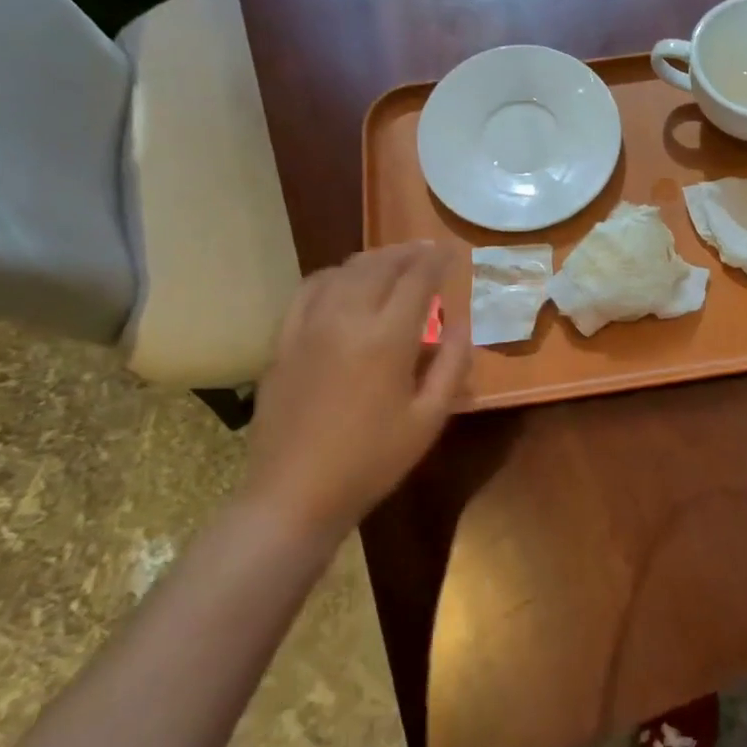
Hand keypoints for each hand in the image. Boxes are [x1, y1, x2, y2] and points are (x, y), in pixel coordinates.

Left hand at [242, 242, 468, 542]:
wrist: (293, 495)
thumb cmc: (371, 462)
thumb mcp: (428, 419)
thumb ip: (453, 364)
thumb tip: (463, 322)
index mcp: (387, 339)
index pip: (418, 279)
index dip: (438, 260)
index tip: (452, 250)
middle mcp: (347, 318)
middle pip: (380, 265)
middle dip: (408, 252)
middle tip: (427, 250)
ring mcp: (309, 326)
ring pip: (345, 271)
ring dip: (374, 259)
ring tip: (392, 261)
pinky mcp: (283, 340)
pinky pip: (309, 289)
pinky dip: (334, 275)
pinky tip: (343, 280)